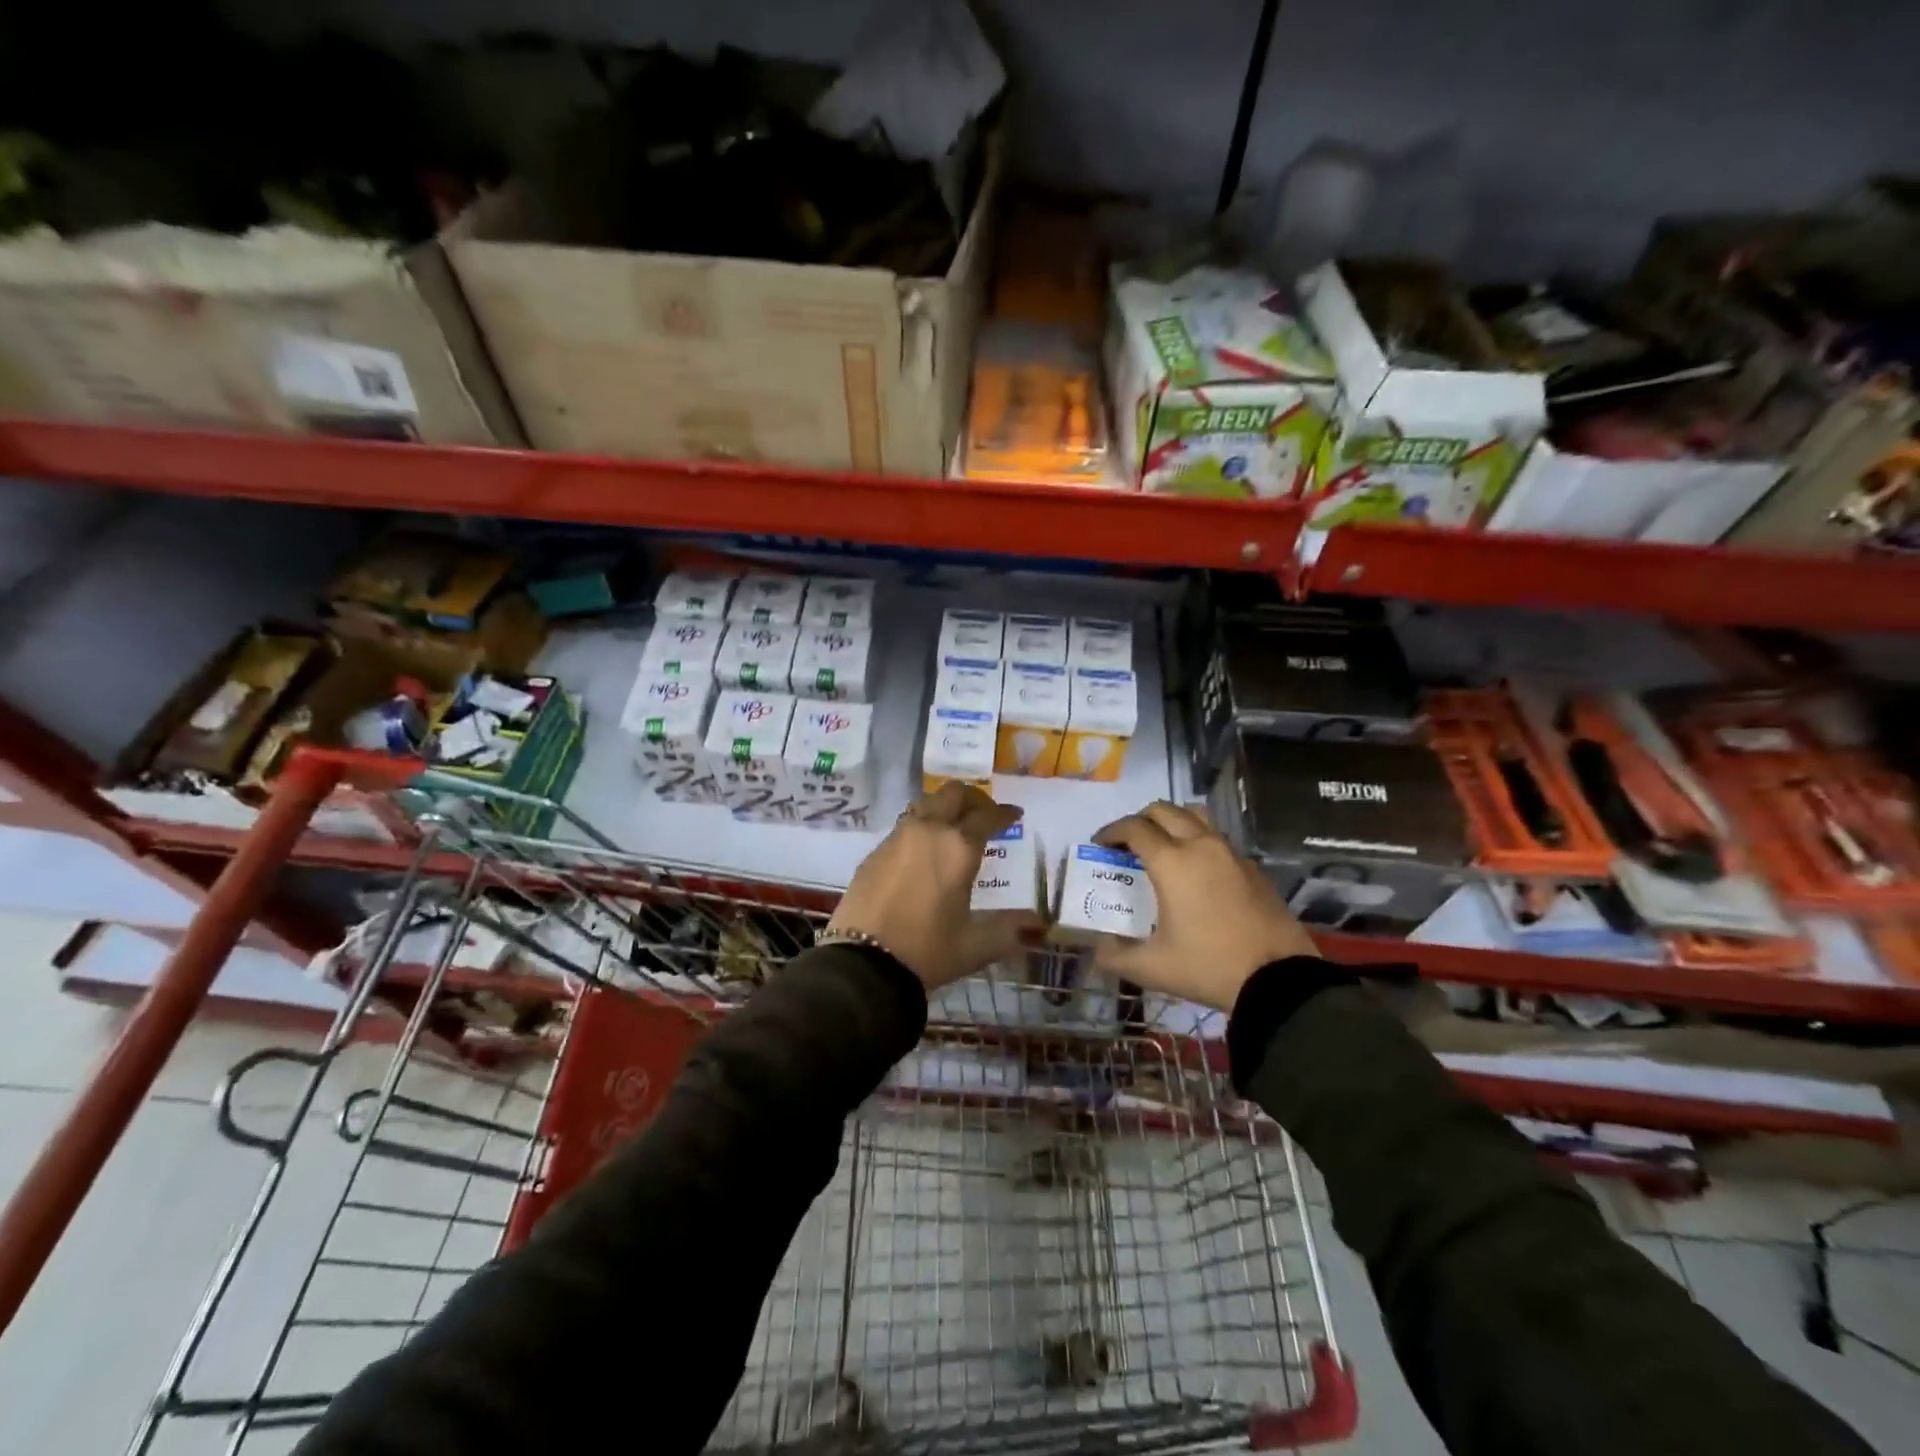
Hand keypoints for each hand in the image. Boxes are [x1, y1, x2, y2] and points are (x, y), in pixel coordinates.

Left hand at [828, 784, 1026, 989]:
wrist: (863, 962)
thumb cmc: (927, 951)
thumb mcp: (975, 945)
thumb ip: (1009, 930)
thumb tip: (1038, 925)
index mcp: (958, 847)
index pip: (987, 816)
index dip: (1004, 814)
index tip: (1014, 814)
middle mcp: (928, 831)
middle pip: (952, 794)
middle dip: (973, 798)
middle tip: (984, 813)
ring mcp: (897, 838)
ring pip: (925, 804)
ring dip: (944, 808)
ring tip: (954, 827)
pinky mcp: (875, 852)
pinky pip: (904, 826)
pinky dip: (921, 827)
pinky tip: (923, 850)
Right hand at [1092, 801, 1317, 1010]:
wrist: (1279, 980)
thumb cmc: (1208, 966)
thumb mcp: (1151, 968)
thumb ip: (1114, 956)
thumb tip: (1097, 949)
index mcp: (1172, 862)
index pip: (1134, 828)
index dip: (1111, 832)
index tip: (1100, 844)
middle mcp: (1201, 846)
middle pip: (1164, 811)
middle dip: (1140, 820)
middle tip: (1128, 843)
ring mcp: (1231, 854)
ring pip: (1195, 818)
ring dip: (1172, 823)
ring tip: (1162, 848)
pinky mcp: (1253, 868)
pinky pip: (1217, 840)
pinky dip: (1198, 843)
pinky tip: (1197, 873)